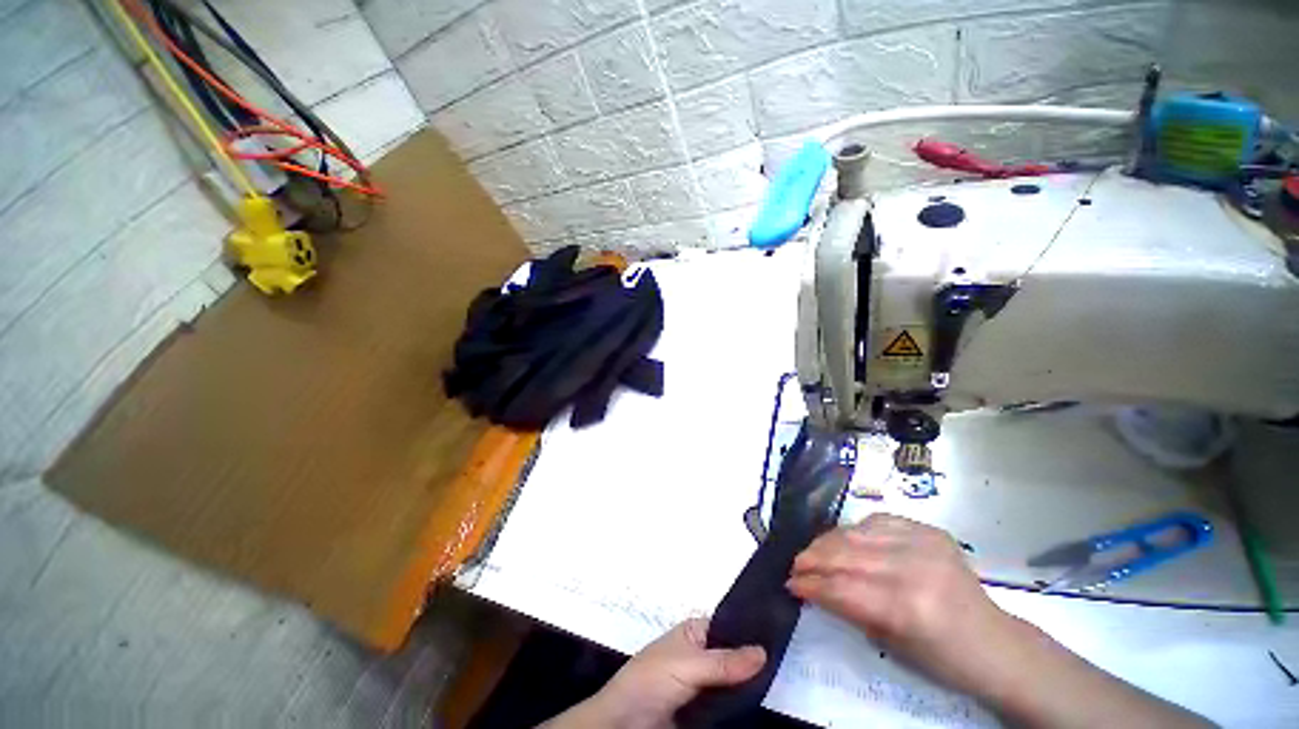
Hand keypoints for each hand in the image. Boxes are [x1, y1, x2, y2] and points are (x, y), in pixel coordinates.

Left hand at [542, 618, 764, 728]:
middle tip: (786, 658)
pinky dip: (743, 702)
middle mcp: (702, 654)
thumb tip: (763, 650)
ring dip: (751, 683)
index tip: (780, 632)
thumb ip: (725, 662)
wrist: (625, 723)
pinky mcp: (705, 710)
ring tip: (782, 676)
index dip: (751, 630)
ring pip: (735, 680)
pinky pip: (729, 703)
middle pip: (734, 655)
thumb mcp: (688, 665)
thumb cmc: (652, 678)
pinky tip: (763, 698)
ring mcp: (704, 683)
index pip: (729, 626)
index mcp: (695, 633)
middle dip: (755, 659)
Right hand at [786, 513, 1019, 696]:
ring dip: (827, 542)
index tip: (789, 584)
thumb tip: (811, 588)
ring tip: (813, 552)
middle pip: (844, 554)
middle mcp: (913, 567)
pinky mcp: (928, 529)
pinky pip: (876, 521)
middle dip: (811, 558)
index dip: (811, 584)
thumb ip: (849, 609)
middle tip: (795, 565)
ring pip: (855, 532)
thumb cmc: (942, 659)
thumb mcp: (891, 644)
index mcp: (907, 607)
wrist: (994, 642)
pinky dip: (854, 530)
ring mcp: (922, 542)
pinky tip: (846, 541)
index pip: (841, 587)